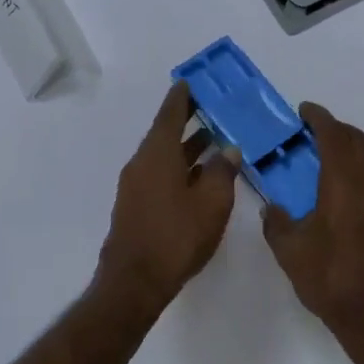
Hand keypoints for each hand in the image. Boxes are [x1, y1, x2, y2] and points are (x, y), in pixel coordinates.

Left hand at [96, 84, 239, 315]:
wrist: (135, 280)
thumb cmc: (177, 236)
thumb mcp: (211, 203)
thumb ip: (222, 172)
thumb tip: (228, 150)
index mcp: (158, 154)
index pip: (170, 115)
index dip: (182, 98)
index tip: (191, 82)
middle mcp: (142, 163)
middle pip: (165, 133)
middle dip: (187, 120)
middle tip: (209, 107)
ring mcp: (135, 186)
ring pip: (163, 156)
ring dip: (186, 147)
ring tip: (212, 140)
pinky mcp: (136, 206)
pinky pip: (159, 174)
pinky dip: (179, 167)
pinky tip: (198, 176)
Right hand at [262, 103, 363, 361]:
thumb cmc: (331, 280)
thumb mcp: (291, 253)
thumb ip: (277, 224)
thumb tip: (273, 208)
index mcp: (344, 183)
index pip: (334, 135)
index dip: (319, 118)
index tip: (304, 110)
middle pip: (358, 141)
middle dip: (336, 130)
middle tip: (313, 134)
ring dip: (355, 147)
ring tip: (331, 157)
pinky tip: (348, 189)